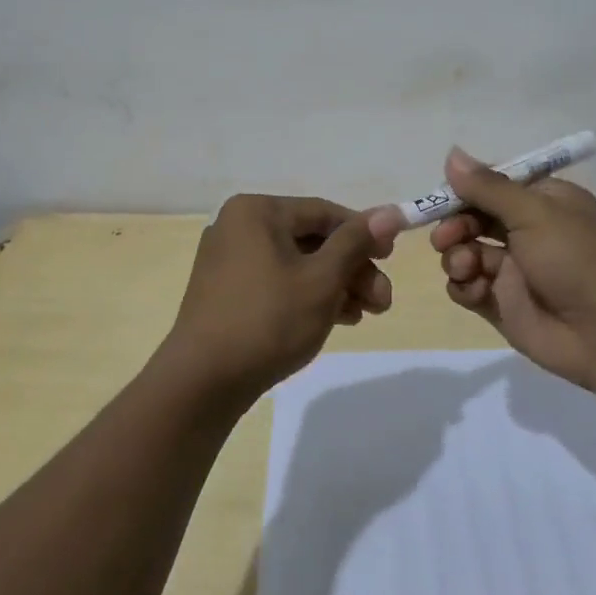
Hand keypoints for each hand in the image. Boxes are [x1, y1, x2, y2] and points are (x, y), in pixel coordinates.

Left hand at [165, 195, 394, 399]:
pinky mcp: (227, 293)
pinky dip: (308, 296)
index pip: (323, 212)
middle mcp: (238, 227)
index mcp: (255, 212)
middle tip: (383, 301)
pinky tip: (338, 319)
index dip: (364, 232)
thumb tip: (391, 212)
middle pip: (311, 240)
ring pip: (297, 264)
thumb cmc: (268, 320)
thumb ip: (356, 242)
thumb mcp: (321, 279)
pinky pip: (277, 283)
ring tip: (366, 314)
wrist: (203, 382)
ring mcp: (229, 261)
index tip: (392, 258)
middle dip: (352, 268)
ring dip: (336, 285)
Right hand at [388, 148, 595, 389]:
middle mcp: (526, 232)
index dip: (464, 190)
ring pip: (464, 252)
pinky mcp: (501, 304)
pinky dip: (463, 286)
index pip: (492, 186)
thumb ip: (488, 188)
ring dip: (456, 256)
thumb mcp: (535, 212)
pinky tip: (474, 291)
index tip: (441, 197)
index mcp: (542, 202)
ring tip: (466, 267)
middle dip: (454, 225)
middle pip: (472, 219)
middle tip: (445, 238)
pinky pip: (467, 287)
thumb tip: (451, 154)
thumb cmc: (576, 259)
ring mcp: (512, 270)